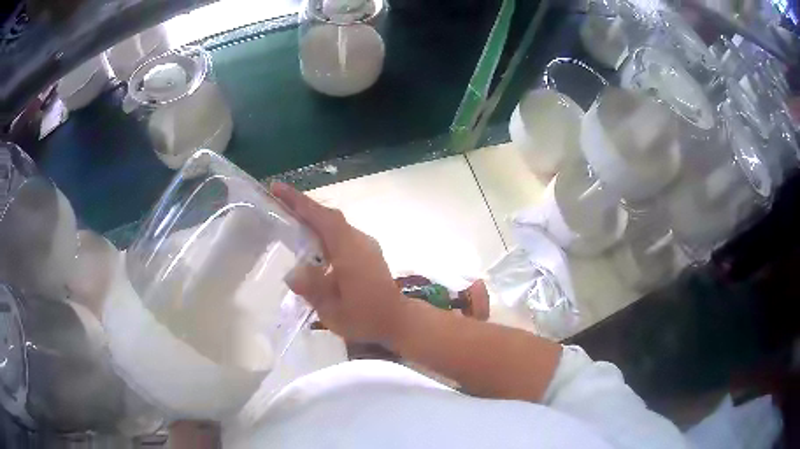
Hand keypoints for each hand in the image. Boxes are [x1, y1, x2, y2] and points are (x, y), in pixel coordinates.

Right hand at [271, 182, 405, 343]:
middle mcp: (358, 240)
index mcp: (349, 249)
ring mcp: (365, 245)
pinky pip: (341, 235)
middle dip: (303, 207)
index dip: (298, 202)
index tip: (277, 188)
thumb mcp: (334, 311)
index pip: (322, 217)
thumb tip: (291, 274)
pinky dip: (323, 233)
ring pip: (335, 225)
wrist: (398, 321)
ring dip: (313, 219)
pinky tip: (311, 245)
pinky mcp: (367, 252)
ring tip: (288, 220)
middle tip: (277, 203)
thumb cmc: (366, 318)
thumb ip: (313, 290)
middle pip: (328, 217)